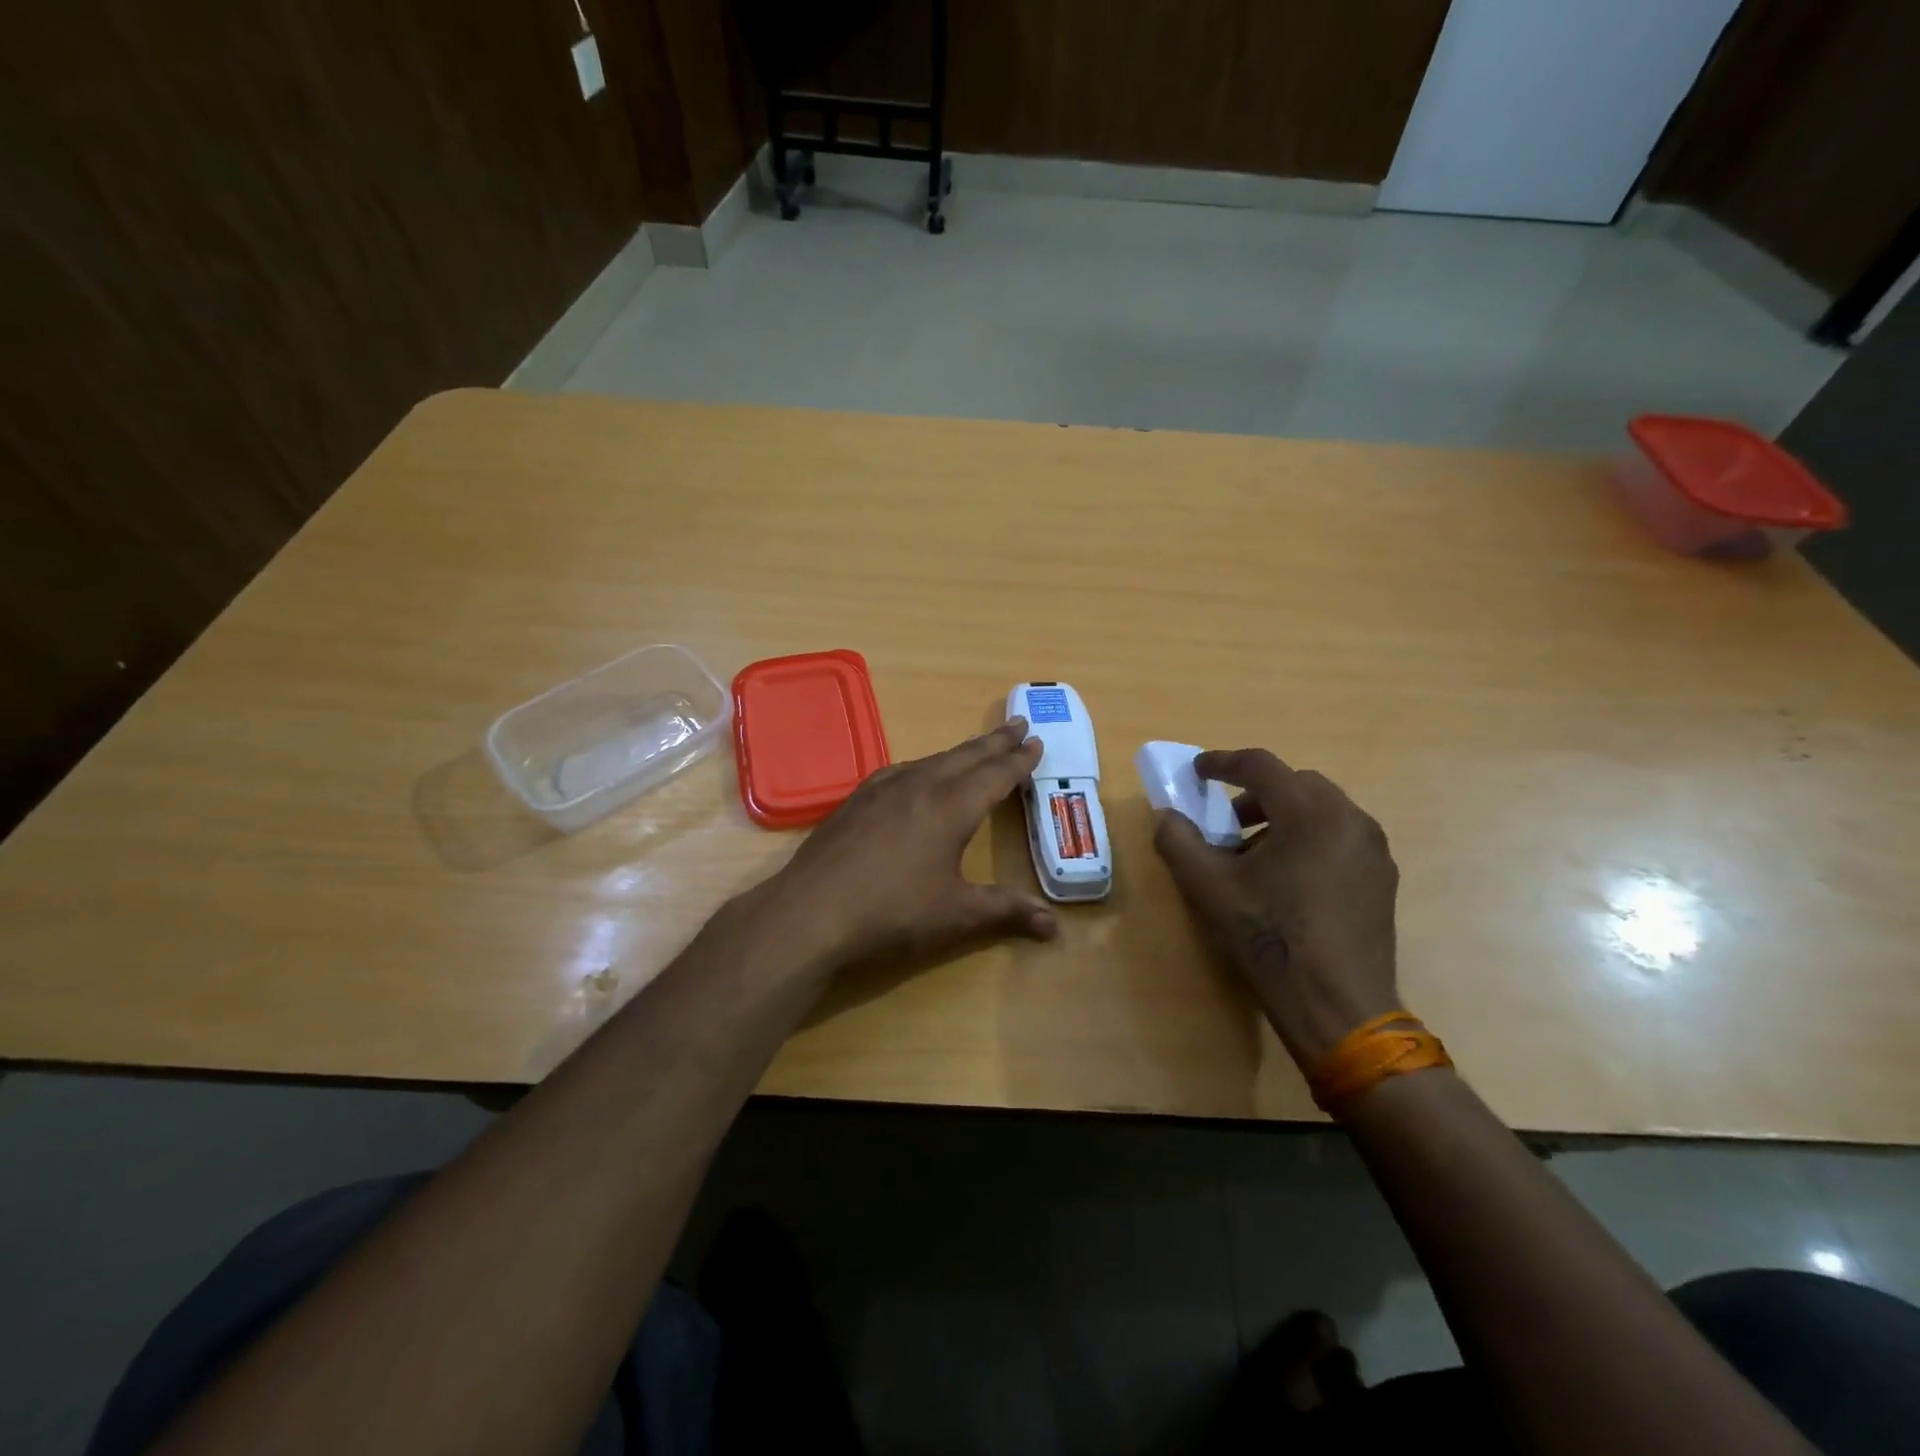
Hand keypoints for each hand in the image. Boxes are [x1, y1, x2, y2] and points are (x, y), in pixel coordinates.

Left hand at [758, 718, 1058, 971]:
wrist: (811, 911)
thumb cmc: (892, 912)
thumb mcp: (956, 914)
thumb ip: (1006, 911)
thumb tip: (1055, 926)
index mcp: (951, 806)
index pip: (995, 775)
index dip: (1019, 760)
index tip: (1036, 740)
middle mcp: (919, 785)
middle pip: (966, 756)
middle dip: (995, 742)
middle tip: (1018, 724)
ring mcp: (883, 788)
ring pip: (932, 759)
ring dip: (961, 752)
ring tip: (977, 750)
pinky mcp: (856, 799)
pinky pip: (902, 770)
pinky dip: (925, 765)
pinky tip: (918, 775)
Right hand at [1152, 749, 1400, 1066]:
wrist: (1338, 1006)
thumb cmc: (1269, 938)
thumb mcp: (1208, 888)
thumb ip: (1178, 841)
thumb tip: (1167, 816)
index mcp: (1309, 812)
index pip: (1261, 765)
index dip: (1222, 762)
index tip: (1197, 771)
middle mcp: (1349, 818)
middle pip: (1296, 783)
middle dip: (1256, 791)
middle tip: (1227, 818)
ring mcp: (1372, 849)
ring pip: (1321, 810)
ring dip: (1283, 816)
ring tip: (1255, 853)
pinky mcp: (1382, 878)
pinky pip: (1340, 837)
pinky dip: (1309, 838)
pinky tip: (1287, 879)